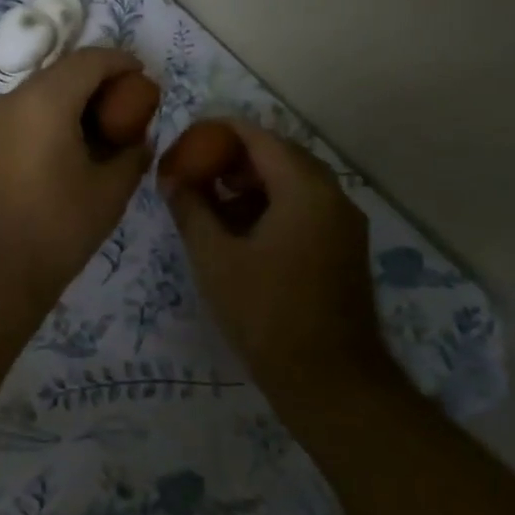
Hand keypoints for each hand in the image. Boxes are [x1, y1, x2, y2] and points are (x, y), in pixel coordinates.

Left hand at [0, 48, 159, 308]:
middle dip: (97, 80)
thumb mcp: (109, 192)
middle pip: (62, 71)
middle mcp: (11, 98)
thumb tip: (139, 138)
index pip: (90, 60)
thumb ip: (132, 154)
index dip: (121, 62)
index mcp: (44, 100)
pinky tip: (66, 146)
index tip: (144, 77)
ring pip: (39, 91)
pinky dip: (49, 115)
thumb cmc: (55, 229)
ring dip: (71, 98)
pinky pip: (22, 112)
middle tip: (126, 105)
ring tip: (99, 129)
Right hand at [158, 118, 392, 398]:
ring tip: (211, 203)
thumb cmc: (267, 313)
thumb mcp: (215, 258)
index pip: (257, 136)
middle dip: (233, 157)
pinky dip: (271, 204)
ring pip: (292, 181)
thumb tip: (170, 177)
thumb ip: (190, 208)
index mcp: (304, 189)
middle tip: (195, 172)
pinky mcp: (343, 247)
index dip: (217, 133)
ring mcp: (343, 223)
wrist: (331, 382)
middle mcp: (332, 195)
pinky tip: (240, 231)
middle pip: (278, 154)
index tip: (184, 145)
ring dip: (251, 182)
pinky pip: (304, 206)